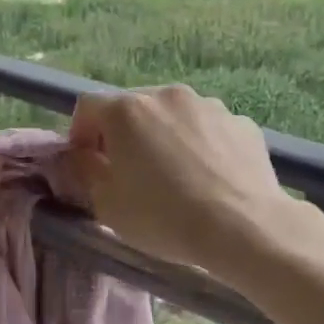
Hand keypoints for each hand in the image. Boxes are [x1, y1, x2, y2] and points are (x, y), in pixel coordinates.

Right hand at [65, 86, 301, 275]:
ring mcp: (208, 105)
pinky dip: (199, 146)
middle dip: (123, 134)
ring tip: (173, 176)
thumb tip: (86, 156)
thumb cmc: (163, 217)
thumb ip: (86, 171)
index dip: (80, 133)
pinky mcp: (241, 123)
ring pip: (173, 116)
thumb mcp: (106, 205)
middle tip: (127, 171)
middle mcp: (166, 95)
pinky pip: (207, 129)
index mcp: (126, 111)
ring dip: (163, 137)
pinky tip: (207, 178)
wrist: (244, 227)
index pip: (88, 107)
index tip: (86, 162)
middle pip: (132, 107)